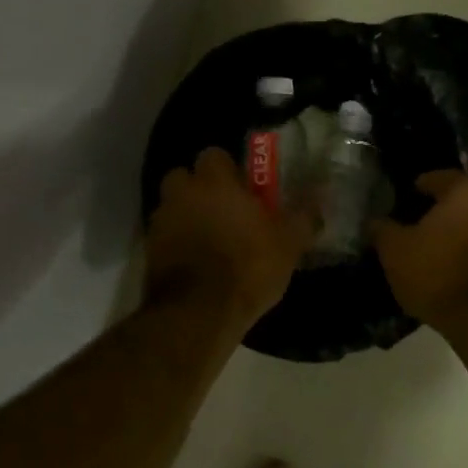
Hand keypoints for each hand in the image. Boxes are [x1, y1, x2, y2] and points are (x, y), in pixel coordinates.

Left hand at [145, 148, 312, 330]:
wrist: (198, 313)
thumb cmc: (248, 266)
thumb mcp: (288, 244)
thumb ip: (303, 217)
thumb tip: (318, 202)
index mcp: (214, 182)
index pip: (214, 155)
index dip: (228, 169)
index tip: (244, 188)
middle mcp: (181, 194)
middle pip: (185, 178)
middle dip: (200, 189)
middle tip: (225, 210)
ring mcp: (160, 223)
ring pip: (173, 208)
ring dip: (188, 217)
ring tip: (211, 240)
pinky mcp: (149, 253)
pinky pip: (165, 237)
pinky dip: (178, 244)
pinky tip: (198, 264)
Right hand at [371, 171, 467, 329]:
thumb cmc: (439, 272)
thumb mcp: (396, 252)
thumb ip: (383, 231)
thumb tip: (375, 221)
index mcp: (464, 191)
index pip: (439, 177)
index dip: (420, 186)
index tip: (406, 198)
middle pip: (463, 202)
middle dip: (443, 213)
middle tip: (420, 229)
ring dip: (462, 237)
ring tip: (440, 256)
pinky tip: (461, 276)